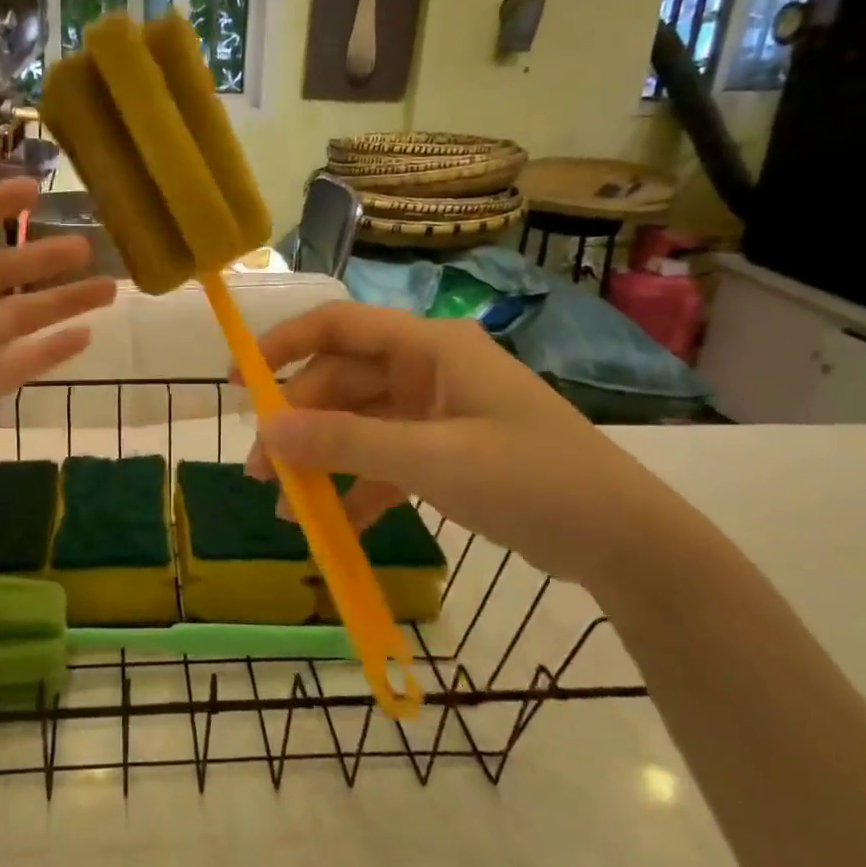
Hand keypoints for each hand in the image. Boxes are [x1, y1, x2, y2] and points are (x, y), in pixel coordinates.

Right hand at [243, 302, 701, 590]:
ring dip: (323, 461)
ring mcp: (436, 412)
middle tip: (260, 469)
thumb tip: (265, 430)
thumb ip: (346, 442)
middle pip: (343, 383)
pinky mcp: (445, 452)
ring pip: (359, 425)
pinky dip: (358, 488)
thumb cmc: (531, 479)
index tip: (241, 380)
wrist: (624, 540)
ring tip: (287, 505)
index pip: (339, 326)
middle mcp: (427, 370)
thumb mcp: (432, 459)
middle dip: (299, 424)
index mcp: (429, 347)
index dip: (284, 345)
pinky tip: (333, 525)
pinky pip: (385, 460)